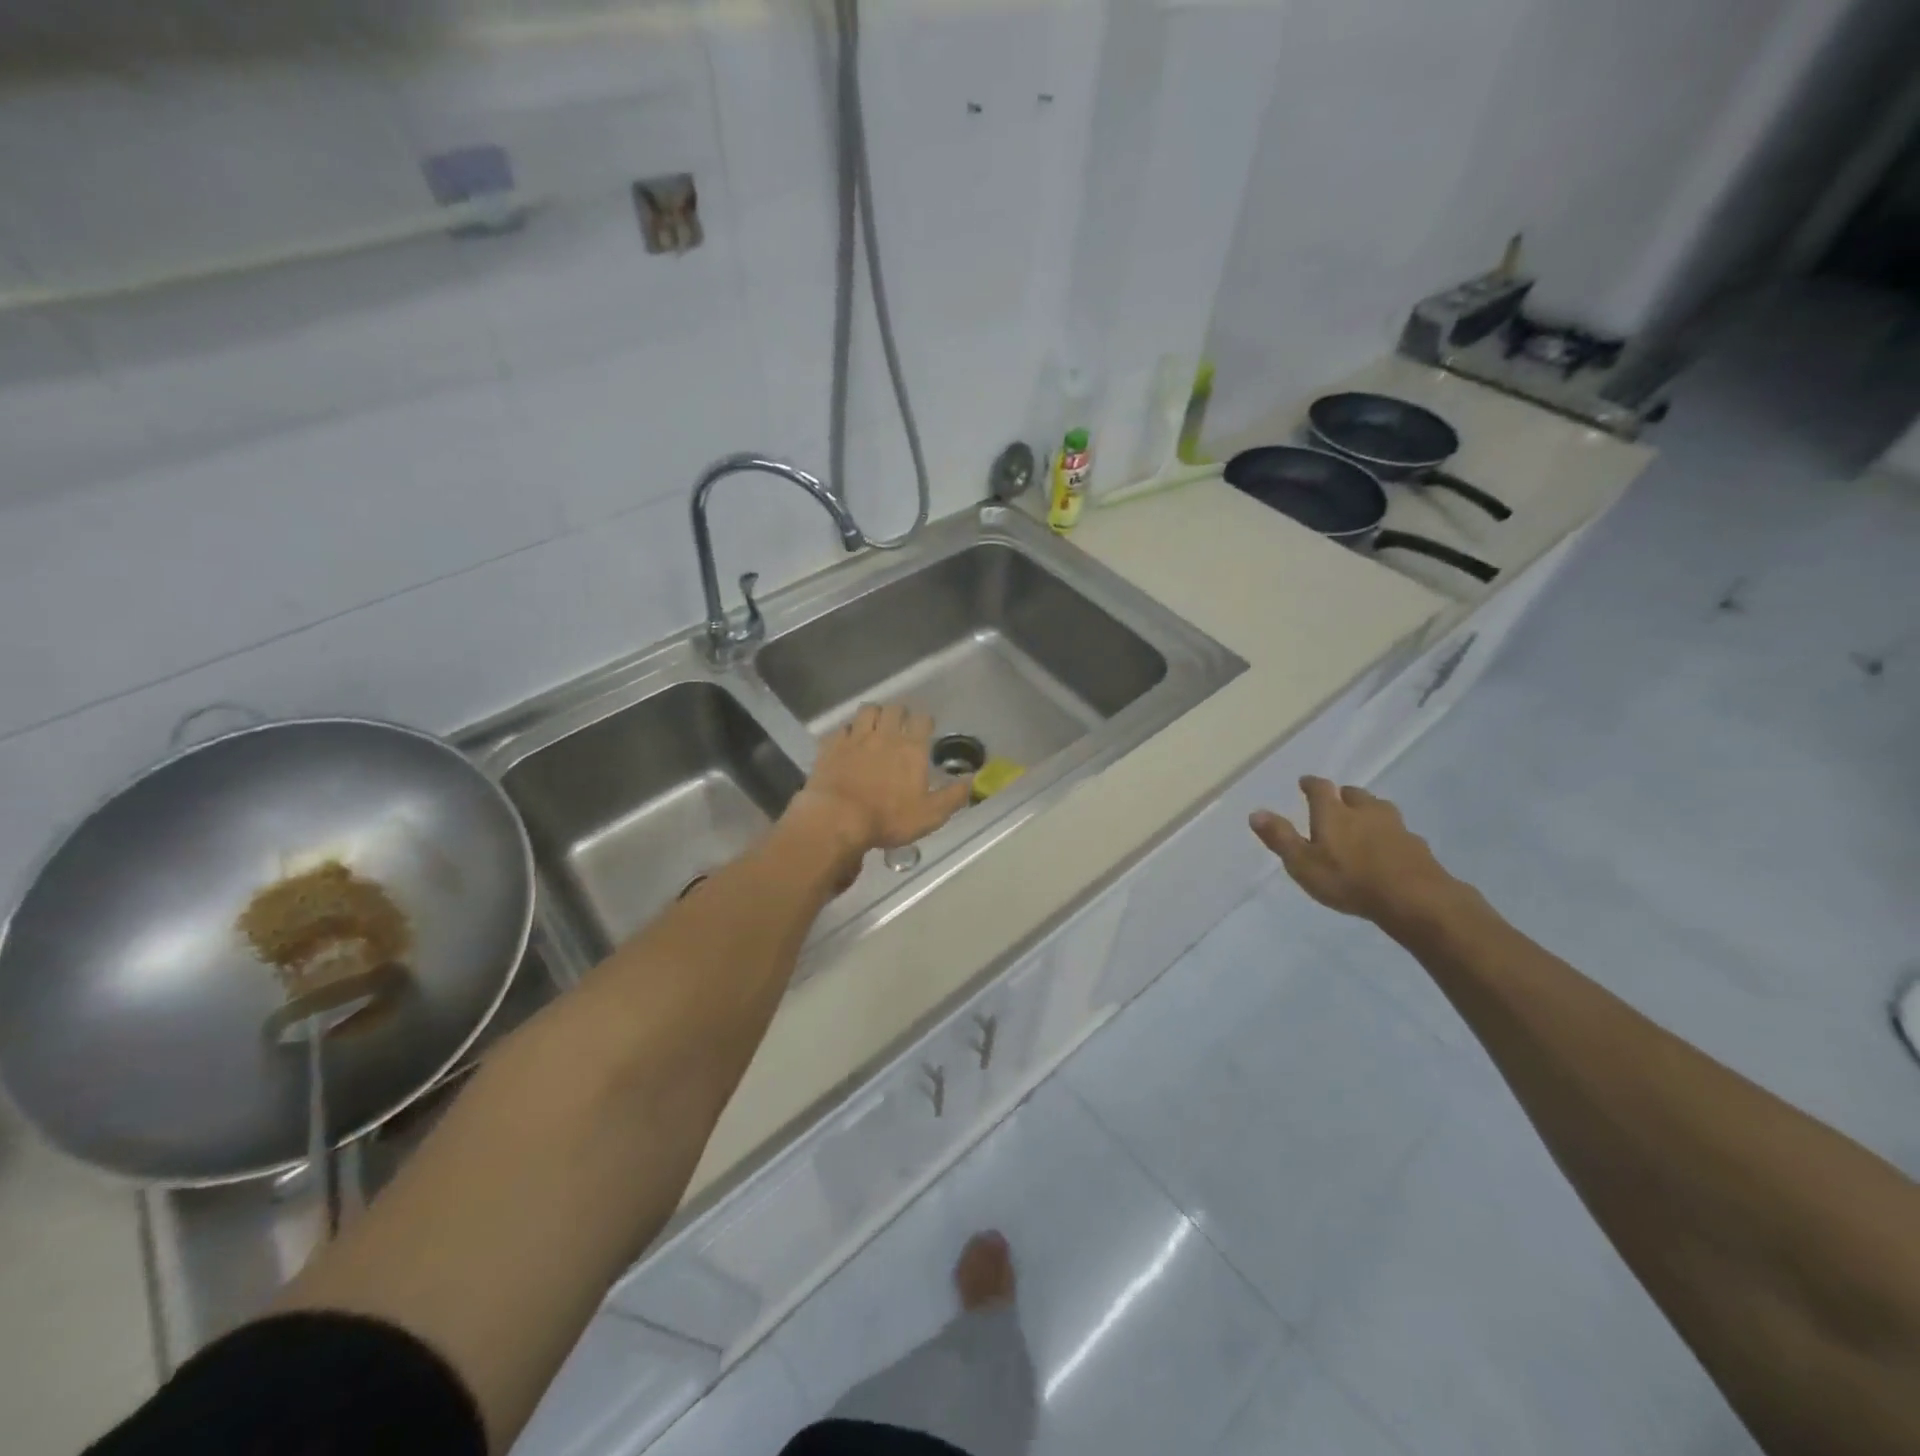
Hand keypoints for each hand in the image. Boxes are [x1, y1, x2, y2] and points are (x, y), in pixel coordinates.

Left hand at [791, 704, 970, 857]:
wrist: (837, 819)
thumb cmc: (888, 818)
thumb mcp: (930, 815)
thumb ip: (953, 796)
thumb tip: (973, 781)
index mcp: (911, 749)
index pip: (922, 720)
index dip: (925, 721)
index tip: (926, 728)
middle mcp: (885, 736)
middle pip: (894, 709)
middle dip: (900, 713)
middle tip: (900, 724)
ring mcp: (855, 738)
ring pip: (867, 711)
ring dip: (874, 714)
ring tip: (875, 725)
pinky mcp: (831, 746)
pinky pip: (841, 728)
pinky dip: (846, 731)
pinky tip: (847, 741)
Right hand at [1250, 777, 1457, 928]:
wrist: (1413, 898)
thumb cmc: (1348, 880)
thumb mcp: (1303, 863)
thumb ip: (1280, 838)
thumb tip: (1256, 812)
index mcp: (1333, 812)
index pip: (1320, 788)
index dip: (1311, 784)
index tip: (1305, 782)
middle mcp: (1365, 811)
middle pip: (1354, 794)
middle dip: (1343, 796)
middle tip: (1336, 803)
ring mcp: (1395, 826)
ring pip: (1380, 809)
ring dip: (1369, 811)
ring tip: (1364, 822)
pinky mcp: (1417, 846)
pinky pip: (1399, 832)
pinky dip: (1390, 835)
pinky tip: (1389, 848)